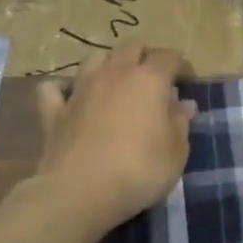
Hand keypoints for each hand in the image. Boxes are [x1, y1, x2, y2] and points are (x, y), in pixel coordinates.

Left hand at [32, 47, 195, 239]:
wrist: (79, 193)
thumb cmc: (140, 170)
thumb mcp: (177, 151)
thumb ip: (181, 123)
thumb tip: (183, 104)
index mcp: (149, 80)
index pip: (169, 56)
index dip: (181, 65)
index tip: (188, 83)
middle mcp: (114, 75)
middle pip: (131, 49)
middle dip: (146, 58)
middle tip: (156, 81)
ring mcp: (80, 91)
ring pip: (95, 59)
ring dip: (109, 65)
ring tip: (118, 84)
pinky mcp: (53, 112)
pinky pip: (55, 89)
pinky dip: (64, 89)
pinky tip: (72, 98)